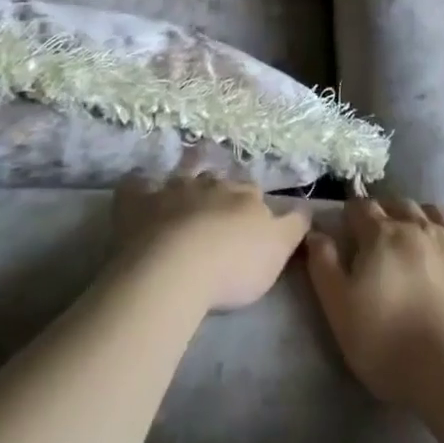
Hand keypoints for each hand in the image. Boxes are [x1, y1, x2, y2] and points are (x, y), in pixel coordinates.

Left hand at [112, 172, 309, 312]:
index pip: (253, 193)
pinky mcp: (139, 203)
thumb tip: (306, 207)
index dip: (252, 204)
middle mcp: (211, 184)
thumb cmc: (234, 265)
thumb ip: (294, 226)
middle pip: (218, 181)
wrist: (178, 267)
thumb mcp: (278, 250)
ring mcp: (173, 189)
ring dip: (183, 179)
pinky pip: (136, 185)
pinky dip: (138, 186)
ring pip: (181, 175)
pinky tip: (137, 189)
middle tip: (215, 210)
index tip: (252, 219)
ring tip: (181, 189)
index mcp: (245, 196)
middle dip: (217, 190)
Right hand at [305, 197, 443, 407]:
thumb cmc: (392, 343)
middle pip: (399, 204)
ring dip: (423, 215)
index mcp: (382, 236)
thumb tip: (316, 233)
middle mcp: (419, 226)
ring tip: (419, 231)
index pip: (362, 209)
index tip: (349, 225)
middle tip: (382, 231)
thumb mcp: (341, 311)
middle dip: (387, 211)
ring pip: (436, 211)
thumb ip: (324, 267)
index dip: (353, 213)